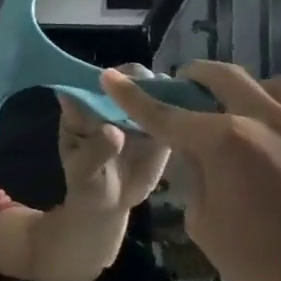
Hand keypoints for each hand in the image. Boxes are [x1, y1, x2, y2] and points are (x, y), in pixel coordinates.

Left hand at [56, 65, 172, 214]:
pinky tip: (198, 117)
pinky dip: (185, 108)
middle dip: (143, 81)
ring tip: (179, 106)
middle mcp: (112, 99)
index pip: (94, 80)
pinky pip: (174, 110)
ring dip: (168, 90)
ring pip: (155, 88)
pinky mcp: (161, 123)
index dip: (109, 78)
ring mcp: (137, 109)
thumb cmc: (87, 184)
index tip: (124, 86)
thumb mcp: (82, 172)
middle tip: (157, 96)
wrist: (110, 203)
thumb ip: (94, 152)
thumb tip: (113, 131)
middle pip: (129, 76)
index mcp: (84, 105)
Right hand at [100, 63, 280, 280]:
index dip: (134, 97)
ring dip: (259, 91)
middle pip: (226, 78)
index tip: (112, 78)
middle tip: (187, 84)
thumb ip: (195, 183)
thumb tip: (197, 159)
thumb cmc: (269, 265)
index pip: (167, 114)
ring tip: (254, 110)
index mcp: (226, 142)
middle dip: (197, 75)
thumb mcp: (207, 228)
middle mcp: (270, 121)